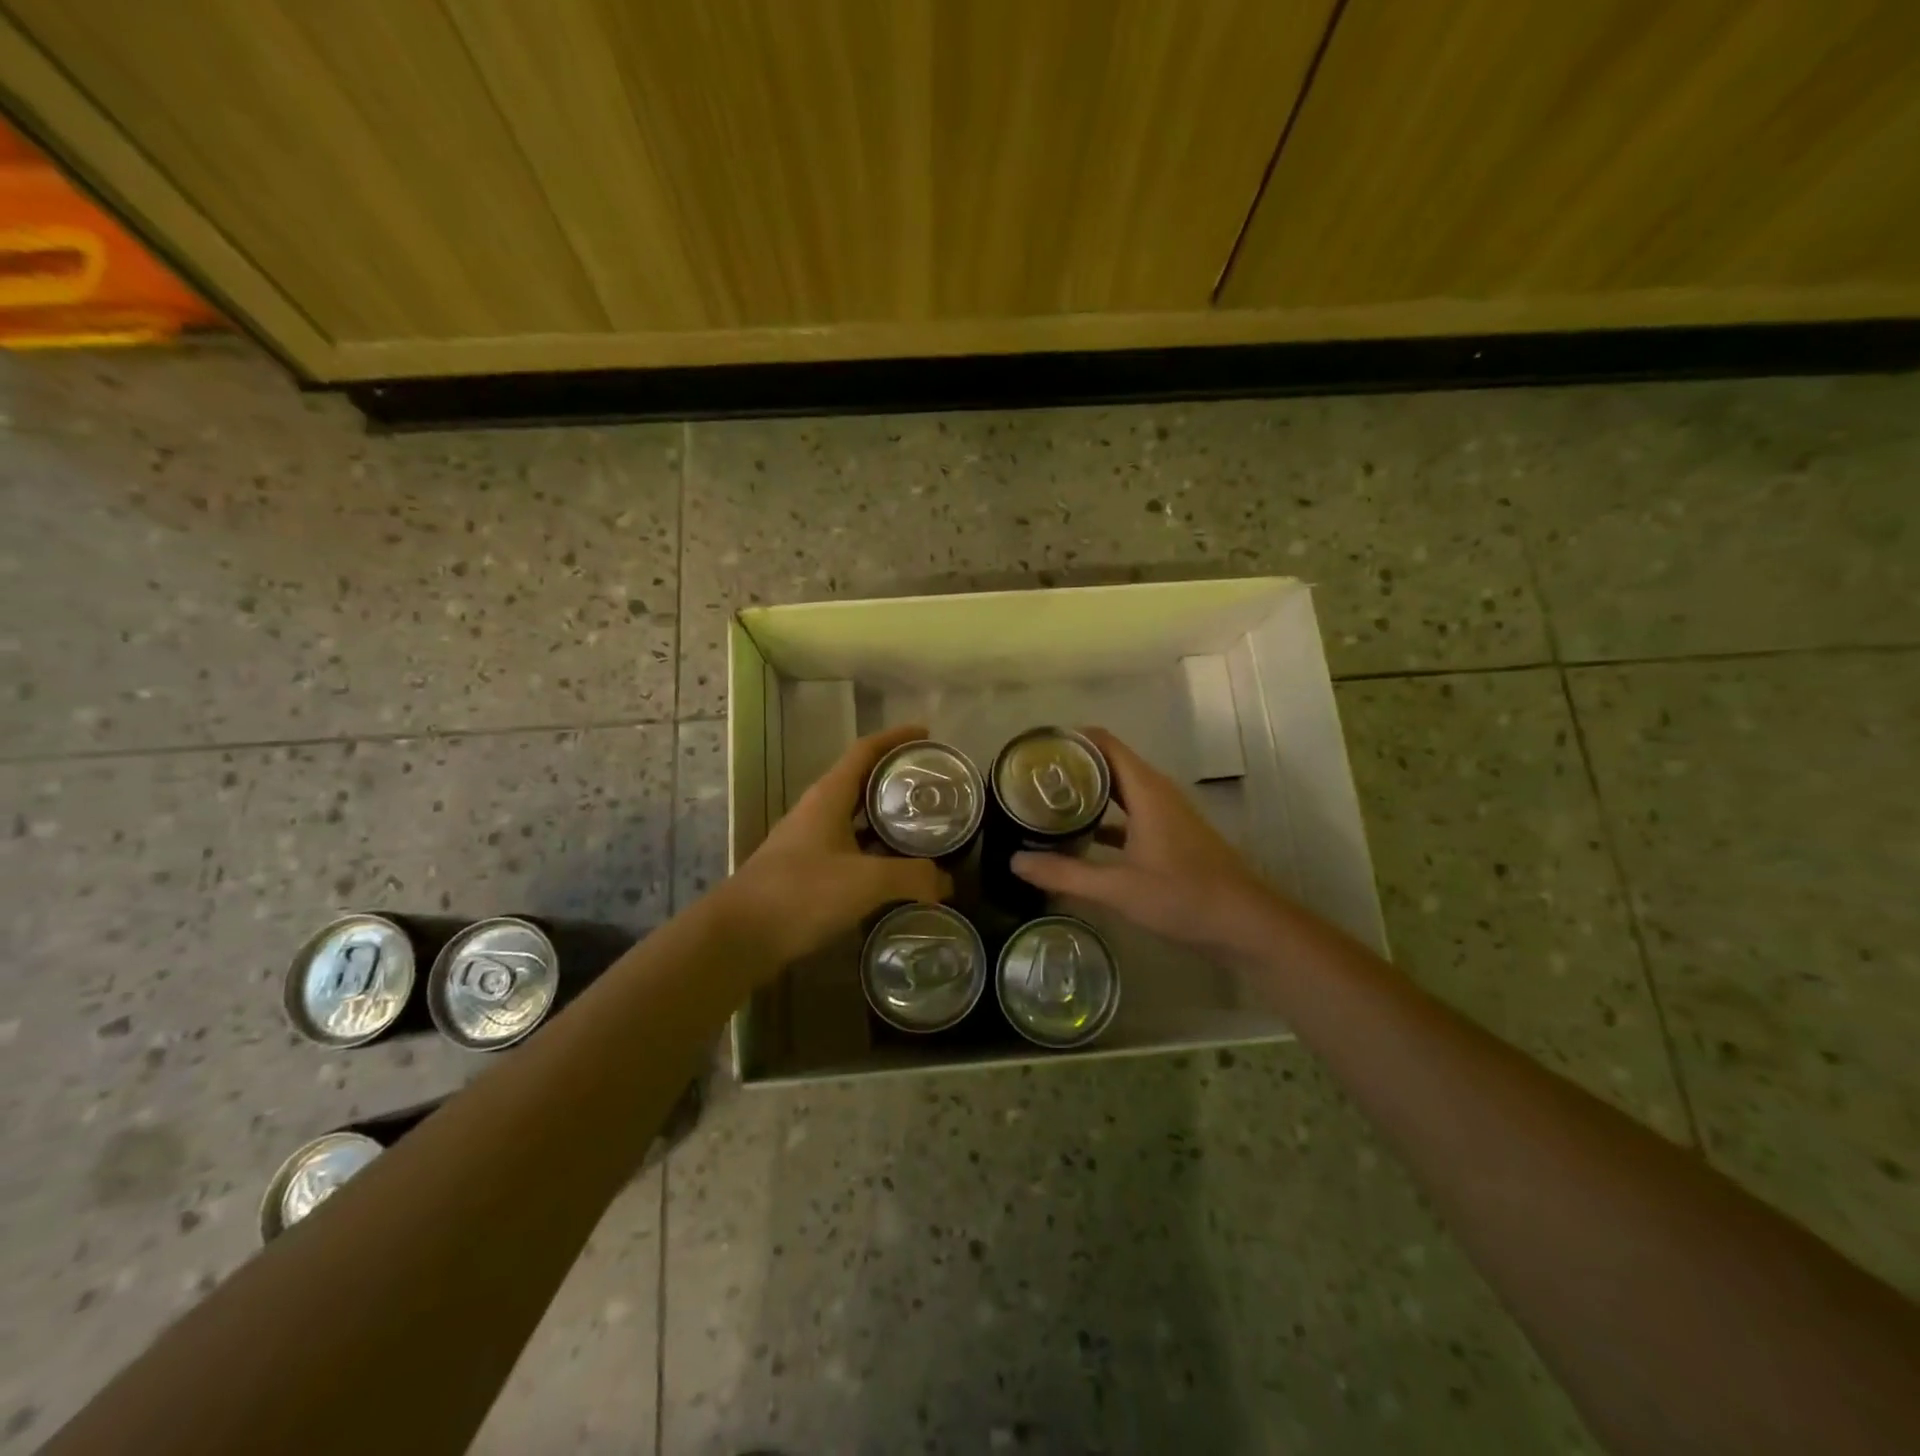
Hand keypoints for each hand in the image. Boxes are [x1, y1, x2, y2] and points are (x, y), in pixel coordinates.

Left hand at [723, 723, 952, 964]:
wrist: (739, 936)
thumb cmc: (800, 893)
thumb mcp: (865, 882)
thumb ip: (911, 876)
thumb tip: (946, 880)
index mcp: (828, 796)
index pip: (866, 751)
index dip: (896, 738)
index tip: (927, 735)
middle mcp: (817, 810)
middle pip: (862, 780)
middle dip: (897, 778)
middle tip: (934, 787)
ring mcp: (808, 840)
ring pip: (855, 816)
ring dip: (886, 817)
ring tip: (923, 826)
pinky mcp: (805, 870)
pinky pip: (848, 847)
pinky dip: (874, 850)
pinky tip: (895, 870)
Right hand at [1012, 727, 1273, 955]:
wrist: (1246, 925)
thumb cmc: (1184, 897)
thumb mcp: (1118, 888)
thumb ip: (1065, 874)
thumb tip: (1015, 862)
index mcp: (1146, 790)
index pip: (1104, 743)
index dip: (1070, 740)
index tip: (1035, 750)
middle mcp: (1156, 793)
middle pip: (1109, 763)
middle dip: (1071, 767)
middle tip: (1029, 779)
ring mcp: (1166, 815)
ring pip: (1119, 790)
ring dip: (1087, 792)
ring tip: (1045, 803)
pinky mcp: (1170, 836)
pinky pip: (1130, 814)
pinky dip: (1104, 818)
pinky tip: (1079, 838)